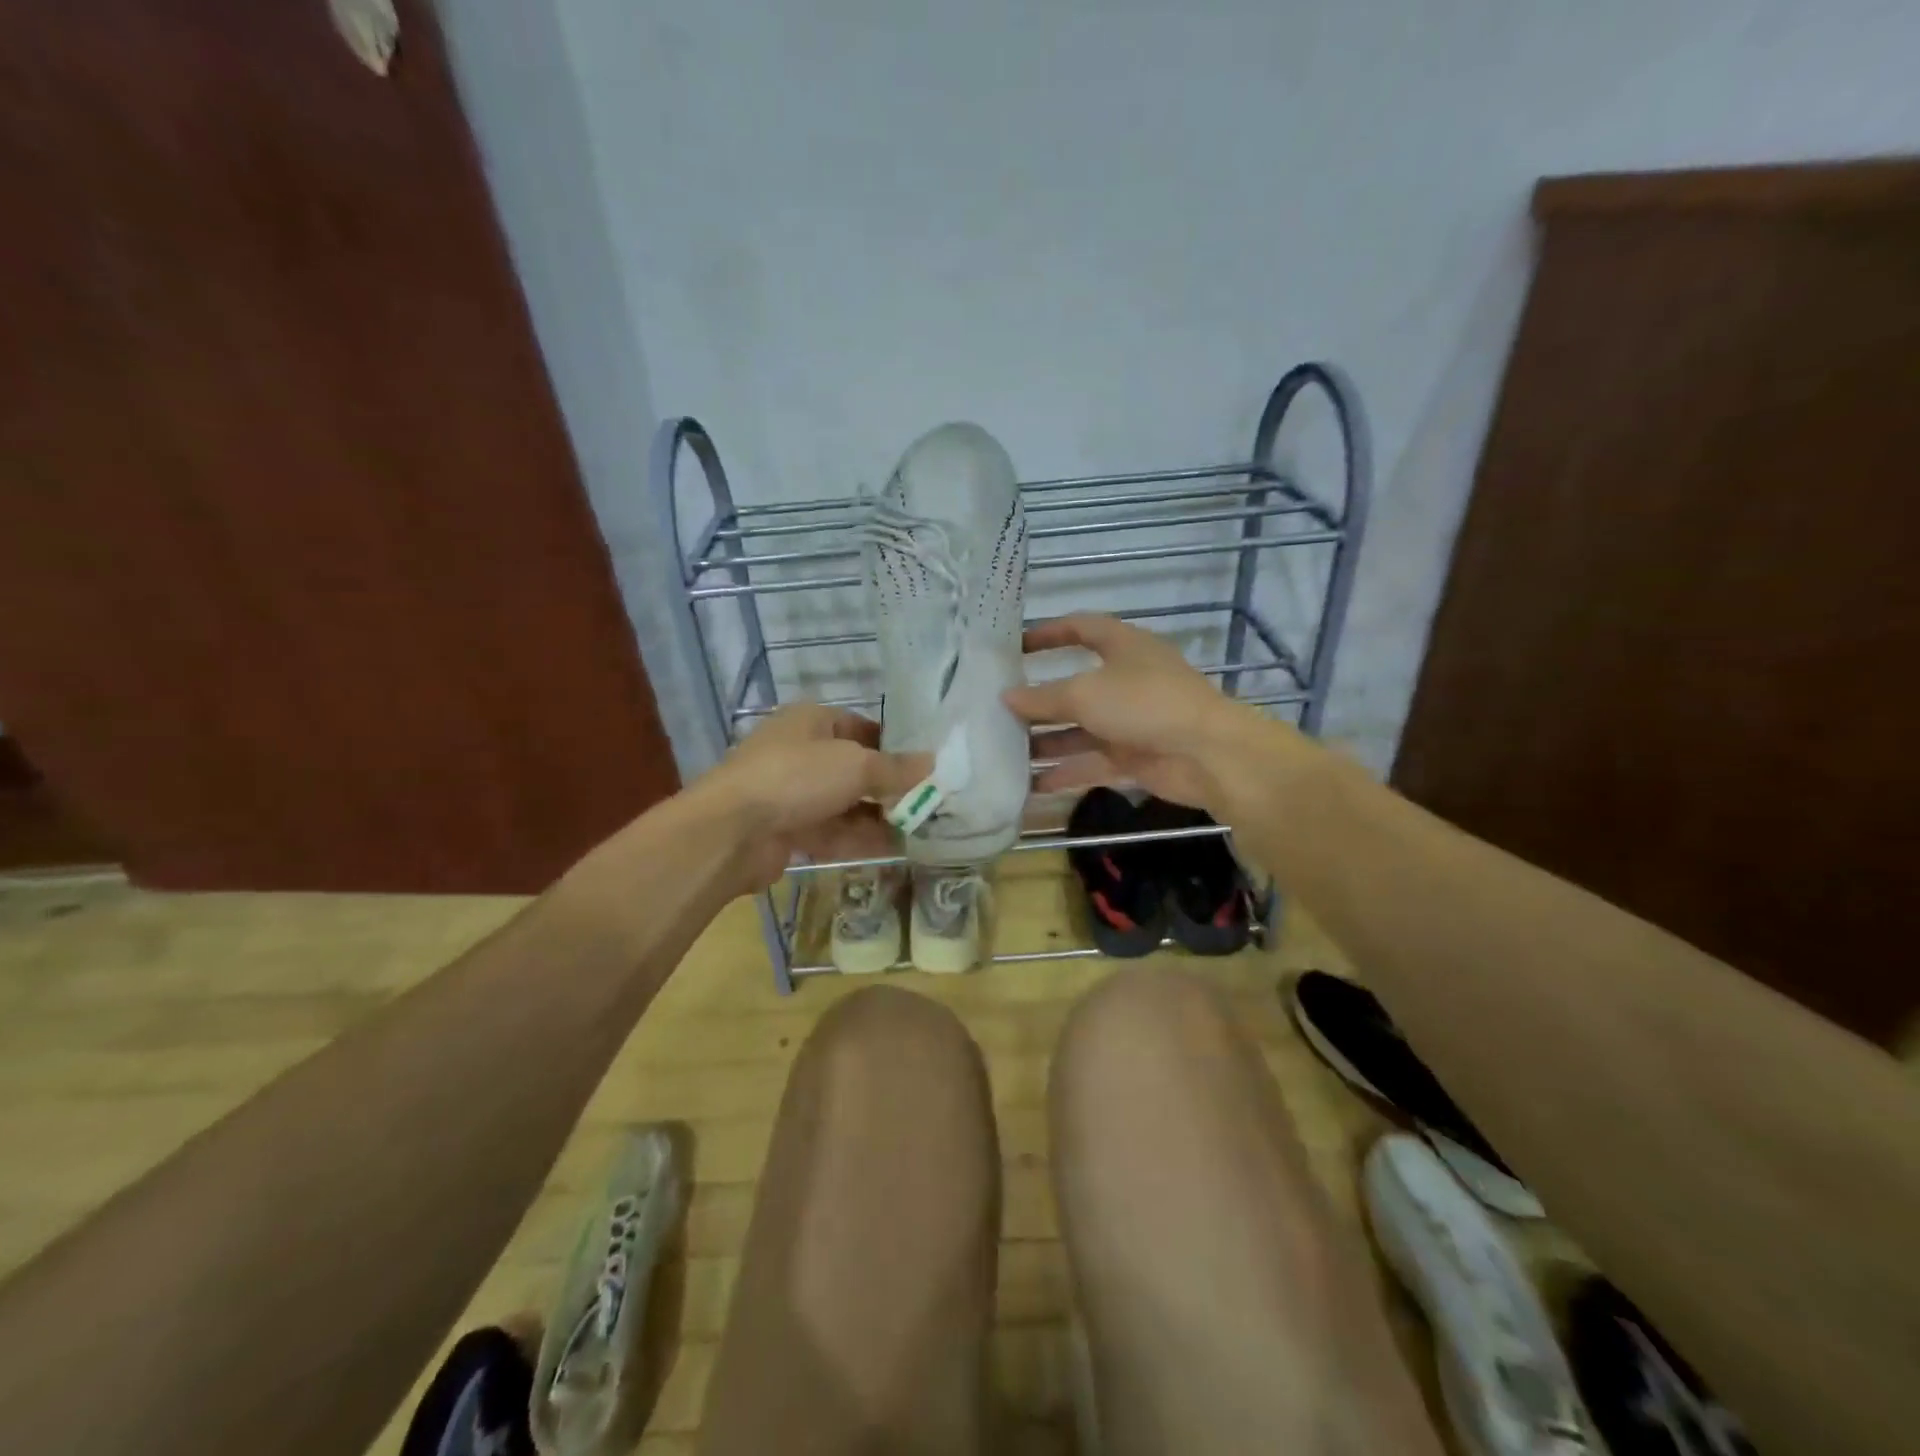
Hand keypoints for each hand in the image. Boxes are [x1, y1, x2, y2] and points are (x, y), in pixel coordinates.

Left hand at [696, 704, 928, 890]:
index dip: (894, 745)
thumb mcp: (855, 765)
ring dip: (880, 817)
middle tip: (930, 802)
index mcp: (812, 721)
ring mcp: (792, 794)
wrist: (732, 831)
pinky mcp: (788, 830)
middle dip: (889, 787)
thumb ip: (896, 768)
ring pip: (845, 804)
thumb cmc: (797, 777)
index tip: (926, 766)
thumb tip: (932, 763)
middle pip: (855, 769)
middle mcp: (801, 753)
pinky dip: (861, 839)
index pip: (862, 727)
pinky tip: (897, 850)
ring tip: (921, 829)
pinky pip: (833, 832)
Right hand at [1004, 614, 1273, 811]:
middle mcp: (1126, 680)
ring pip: (1081, 729)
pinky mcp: (1134, 757)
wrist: (1207, 754)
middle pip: (1075, 686)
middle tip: (999, 710)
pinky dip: (1066, 772)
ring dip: (1047, 741)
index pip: (1082, 628)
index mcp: (1123, 647)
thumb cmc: (1144, 704)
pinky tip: (1032, 784)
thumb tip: (1007, 697)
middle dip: (1039, 700)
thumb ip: (1043, 697)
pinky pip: (1092, 762)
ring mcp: (1131, 721)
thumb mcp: (1085, 694)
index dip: (1049, 633)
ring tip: (1005, 752)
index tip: (1015, 646)